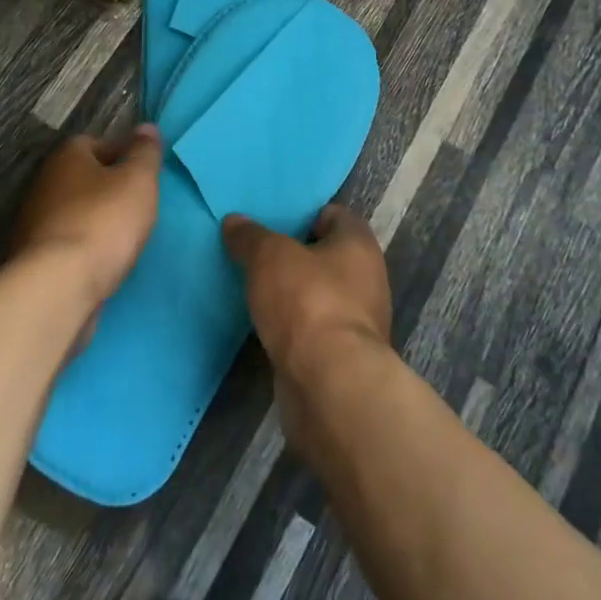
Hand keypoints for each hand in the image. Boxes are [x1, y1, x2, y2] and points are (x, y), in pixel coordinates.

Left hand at [11, 125, 160, 309]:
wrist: (58, 287)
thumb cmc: (103, 221)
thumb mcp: (138, 180)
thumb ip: (145, 153)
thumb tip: (146, 127)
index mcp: (66, 157)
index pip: (95, 142)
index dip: (122, 154)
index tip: (143, 172)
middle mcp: (44, 183)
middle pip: (83, 178)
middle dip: (108, 188)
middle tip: (137, 204)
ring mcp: (34, 223)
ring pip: (75, 212)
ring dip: (96, 220)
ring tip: (124, 237)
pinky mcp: (34, 259)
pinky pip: (68, 243)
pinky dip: (85, 248)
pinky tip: (104, 262)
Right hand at [221, 205, 392, 425]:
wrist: (329, 386)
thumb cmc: (307, 302)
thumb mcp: (269, 256)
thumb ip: (250, 236)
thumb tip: (234, 221)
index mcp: (359, 245)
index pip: (334, 215)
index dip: (304, 214)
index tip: (272, 220)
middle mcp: (366, 280)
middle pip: (325, 256)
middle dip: (293, 255)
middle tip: (255, 252)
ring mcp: (356, 322)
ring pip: (317, 295)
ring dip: (291, 294)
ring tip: (253, 287)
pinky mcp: (340, 358)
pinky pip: (311, 330)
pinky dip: (291, 327)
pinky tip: (263, 325)